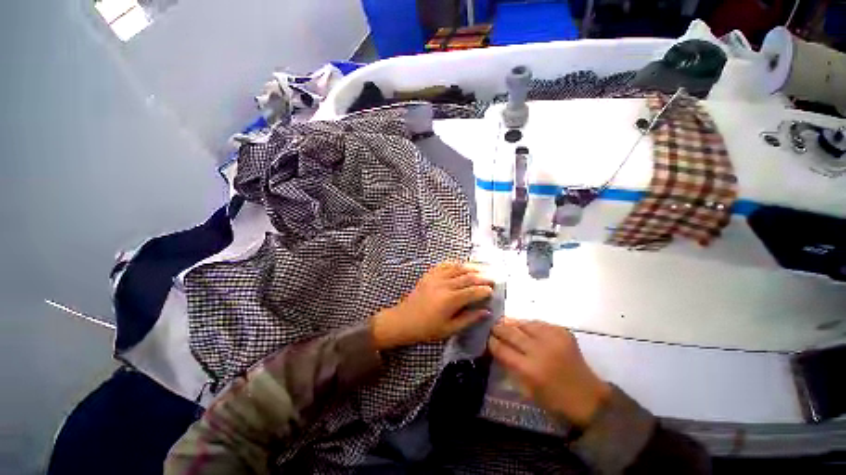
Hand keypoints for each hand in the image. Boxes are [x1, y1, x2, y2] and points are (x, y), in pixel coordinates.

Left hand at [371, 262, 493, 349]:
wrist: (404, 320)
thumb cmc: (427, 328)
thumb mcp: (449, 329)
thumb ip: (469, 319)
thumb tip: (486, 312)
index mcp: (450, 300)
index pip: (473, 291)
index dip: (485, 290)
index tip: (493, 290)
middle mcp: (445, 284)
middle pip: (468, 277)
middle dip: (482, 277)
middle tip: (492, 278)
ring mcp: (436, 277)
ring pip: (458, 268)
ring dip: (471, 268)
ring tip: (482, 269)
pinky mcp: (429, 275)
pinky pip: (445, 265)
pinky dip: (455, 264)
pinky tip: (461, 265)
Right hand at [488, 319, 610, 427]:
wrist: (589, 397)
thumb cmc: (555, 400)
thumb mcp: (527, 390)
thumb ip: (511, 367)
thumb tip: (497, 349)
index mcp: (529, 369)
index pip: (502, 349)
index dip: (492, 342)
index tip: (488, 339)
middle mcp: (539, 350)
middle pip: (510, 332)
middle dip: (498, 328)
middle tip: (493, 328)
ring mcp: (552, 338)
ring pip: (524, 323)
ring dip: (513, 324)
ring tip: (507, 324)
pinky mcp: (562, 332)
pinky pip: (539, 323)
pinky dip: (530, 325)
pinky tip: (527, 328)